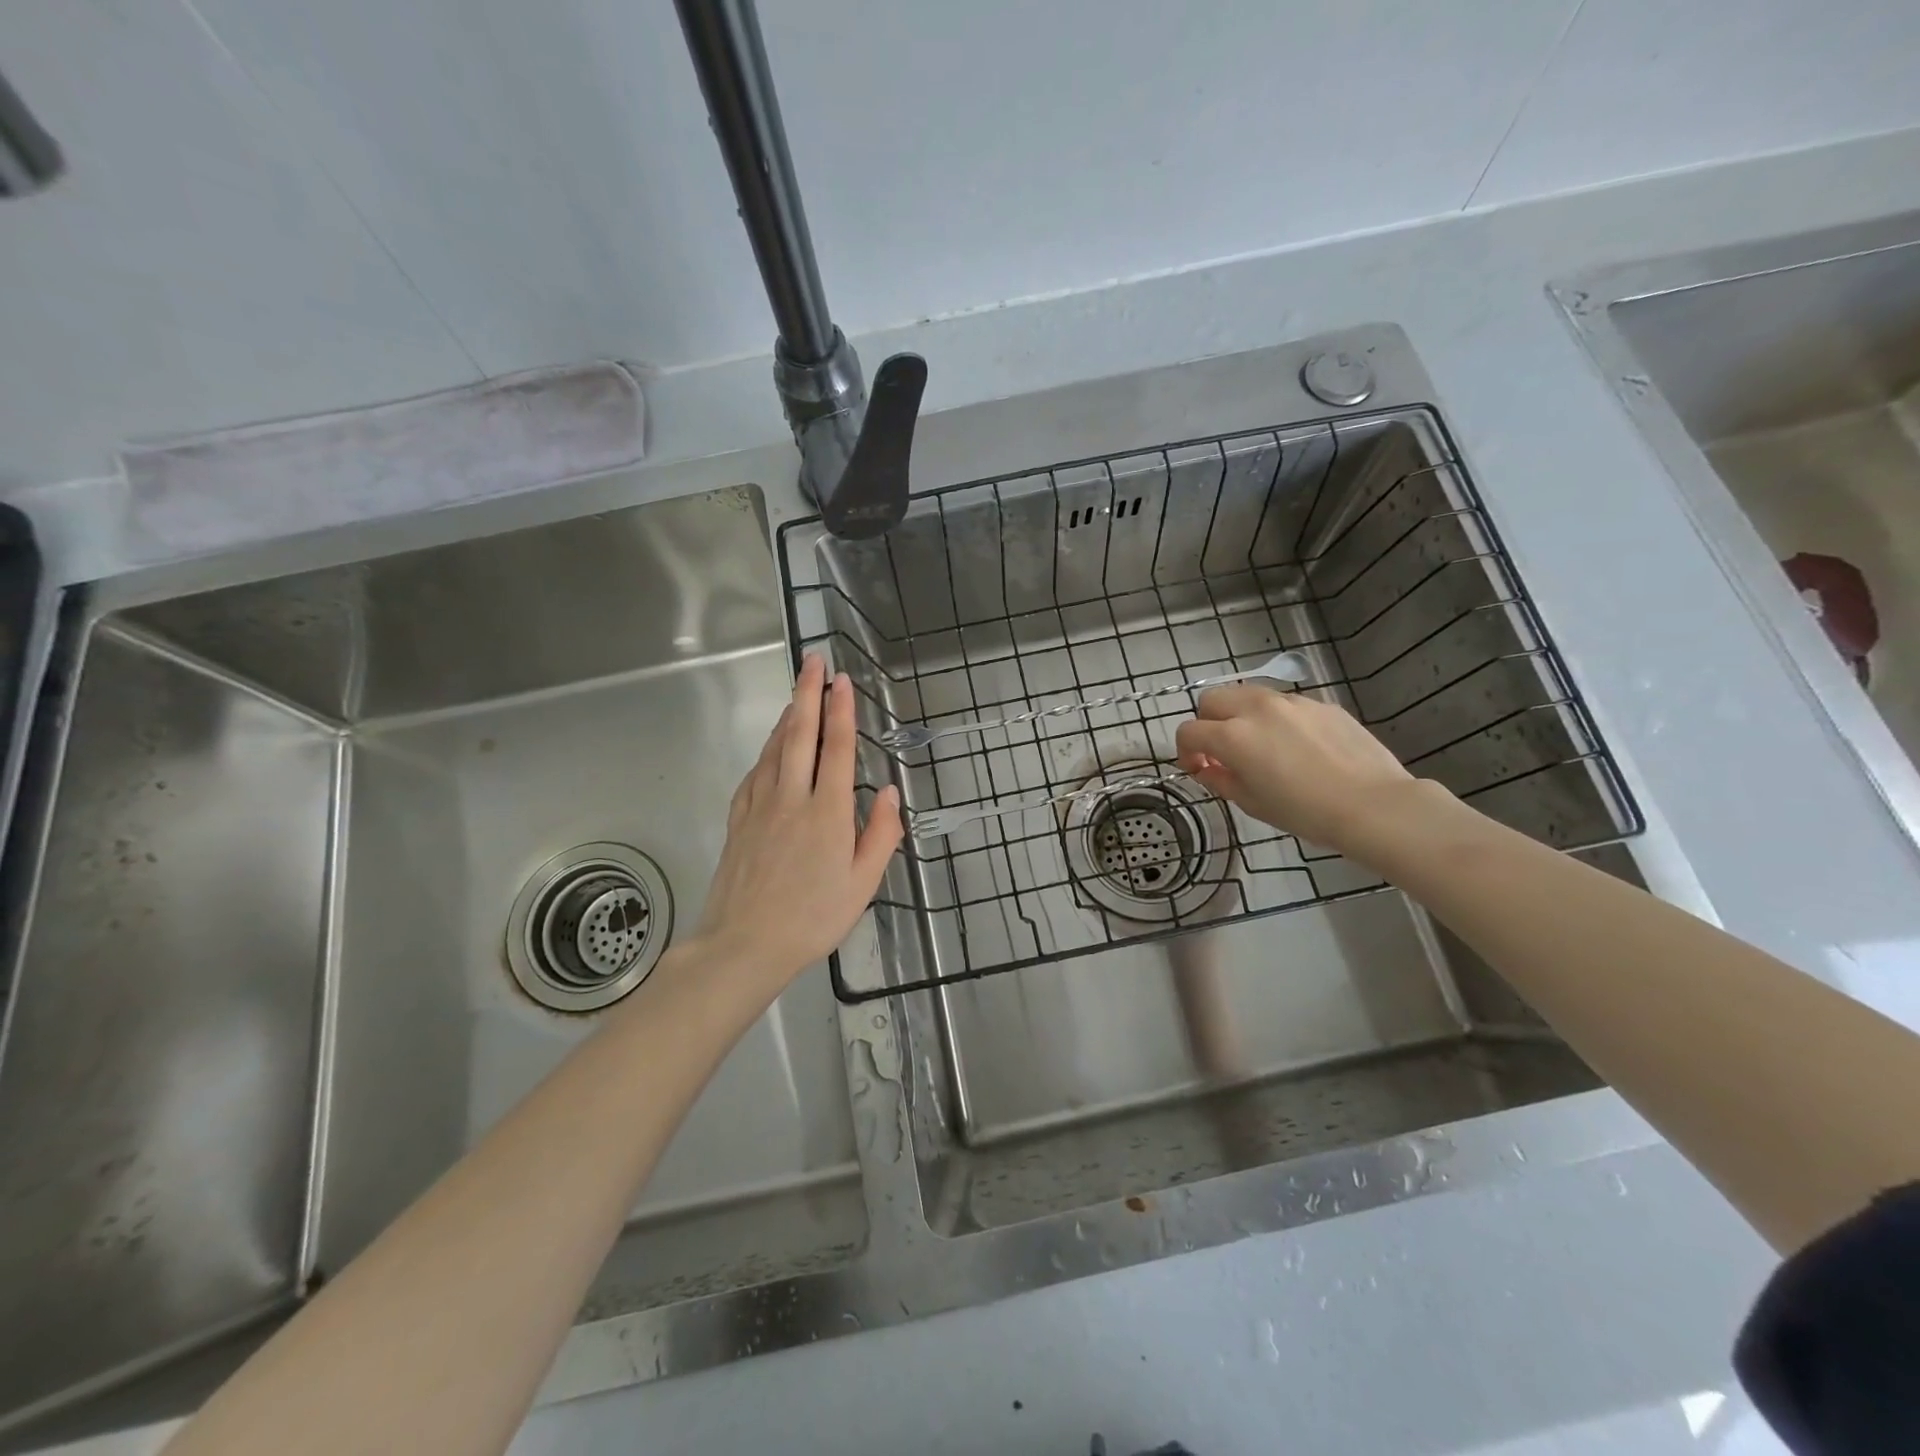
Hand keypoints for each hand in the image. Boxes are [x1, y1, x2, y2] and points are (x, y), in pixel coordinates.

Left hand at [692, 654, 902, 989]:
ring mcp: (760, 807)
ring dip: (787, 716)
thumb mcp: (862, 884)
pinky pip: (754, 773)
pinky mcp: (738, 820)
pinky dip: (766, 750)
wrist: (744, 944)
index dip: (841, 710)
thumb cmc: (813, 918)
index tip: (843, 680)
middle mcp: (792, 799)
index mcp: (827, 813)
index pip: (837, 748)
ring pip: (774, 749)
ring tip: (797, 693)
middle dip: (808, 693)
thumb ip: (880, 835)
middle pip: (800, 735)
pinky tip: (771, 747)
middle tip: (813, 660)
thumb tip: (887, 791)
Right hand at [1174, 684, 1418, 856]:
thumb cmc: (1305, 812)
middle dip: (1207, 722)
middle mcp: (1256, 709)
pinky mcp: (1320, 704)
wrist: (1374, 805)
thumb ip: (1221, 780)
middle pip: (1212, 699)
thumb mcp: (1253, 803)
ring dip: (1240, 715)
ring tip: (1258, 745)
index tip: (1197, 769)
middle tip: (1221, 751)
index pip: (1189, 731)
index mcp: (1233, 736)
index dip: (1185, 751)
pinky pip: (1284, 704)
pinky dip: (1276, 719)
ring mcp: (1291, 702)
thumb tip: (1207, 770)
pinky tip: (1297, 747)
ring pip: (1247, 694)